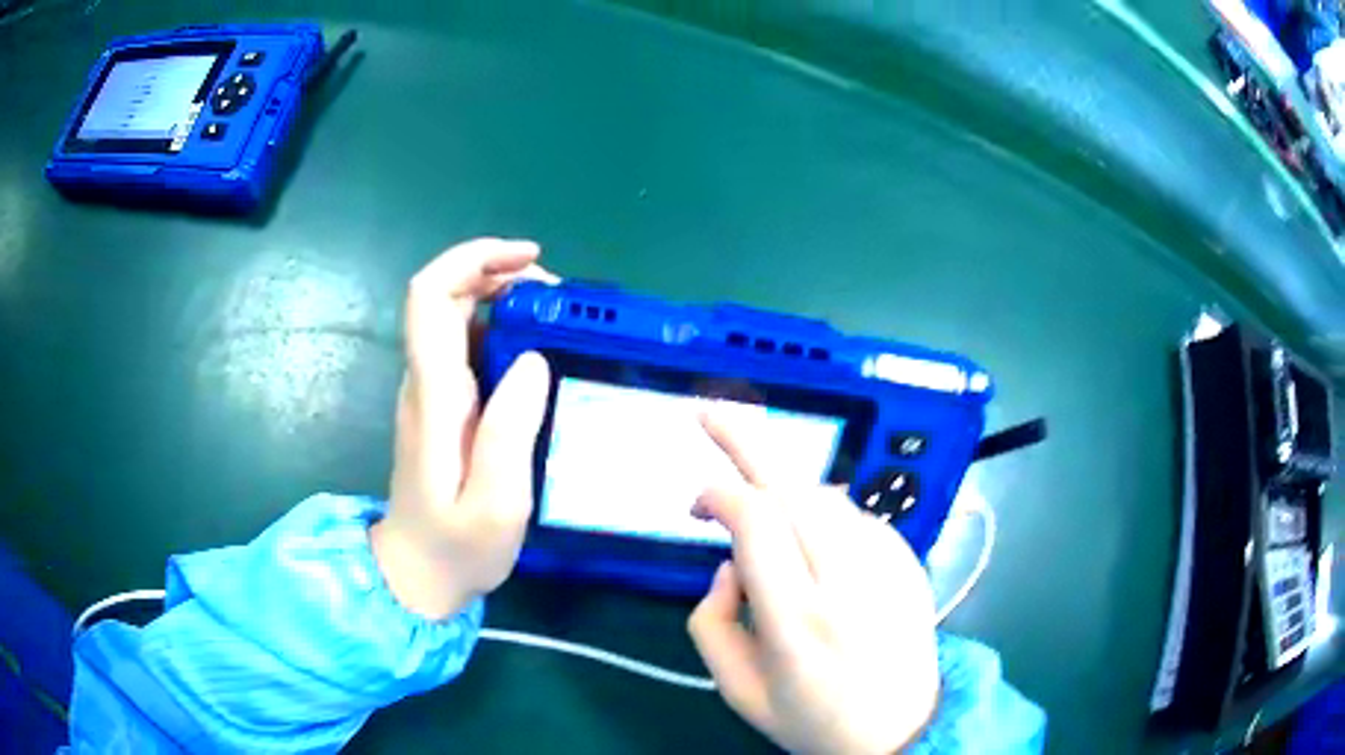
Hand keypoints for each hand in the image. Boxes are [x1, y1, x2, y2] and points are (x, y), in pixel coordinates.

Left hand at [371, 238, 554, 620]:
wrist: (416, 576)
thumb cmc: (457, 546)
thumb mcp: (497, 503)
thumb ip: (510, 431)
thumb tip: (531, 358)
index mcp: (435, 395)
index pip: (430, 297)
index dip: (472, 260)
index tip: (528, 260)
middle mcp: (425, 382)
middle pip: (444, 296)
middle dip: (498, 274)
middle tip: (559, 296)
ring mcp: (430, 394)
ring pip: (456, 318)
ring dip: (503, 300)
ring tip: (559, 320)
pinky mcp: (441, 408)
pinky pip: (466, 348)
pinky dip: (502, 331)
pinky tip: (538, 354)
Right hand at [688, 414, 940, 754]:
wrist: (905, 729)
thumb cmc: (813, 719)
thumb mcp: (738, 690)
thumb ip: (710, 621)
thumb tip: (729, 564)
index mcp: (799, 621)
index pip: (756, 524)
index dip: (718, 494)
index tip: (696, 505)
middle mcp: (849, 581)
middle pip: (794, 488)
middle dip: (747, 441)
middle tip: (710, 413)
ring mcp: (888, 564)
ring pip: (824, 496)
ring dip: (783, 490)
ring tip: (762, 518)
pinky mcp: (909, 559)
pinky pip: (854, 515)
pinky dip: (820, 514)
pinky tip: (812, 547)